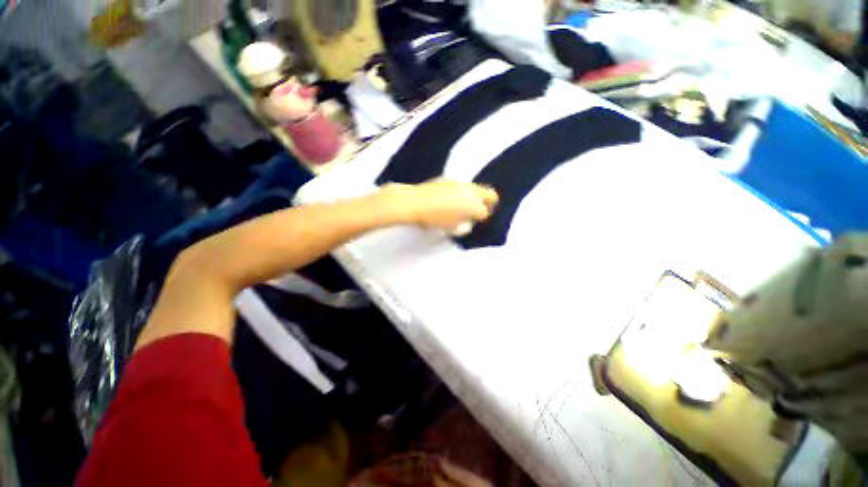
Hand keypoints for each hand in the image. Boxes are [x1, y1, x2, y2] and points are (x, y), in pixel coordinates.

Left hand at [379, 179, 498, 231]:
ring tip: (460, 206)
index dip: (482, 218)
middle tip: (478, 211)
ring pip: (475, 189)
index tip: (477, 221)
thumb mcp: (451, 227)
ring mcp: (460, 183)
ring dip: (473, 197)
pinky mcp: (448, 179)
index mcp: (473, 206)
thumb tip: (467, 221)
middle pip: (489, 194)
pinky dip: (461, 192)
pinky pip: (461, 186)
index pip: (486, 212)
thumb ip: (463, 224)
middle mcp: (470, 191)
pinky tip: (448, 199)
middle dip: (488, 203)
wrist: (414, 202)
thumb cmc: (433, 218)